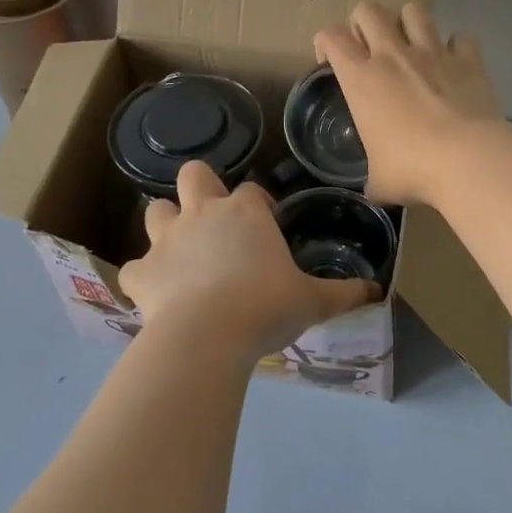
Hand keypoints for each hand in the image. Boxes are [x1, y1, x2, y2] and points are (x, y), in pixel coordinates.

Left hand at [118, 162, 377, 365]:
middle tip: (215, 221)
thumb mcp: (313, 301)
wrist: (207, 336)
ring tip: (182, 253)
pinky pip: (135, 268)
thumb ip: (344, 293)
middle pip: (193, 175)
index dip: (257, 205)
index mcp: (244, 213)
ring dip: (167, 226)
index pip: (250, 191)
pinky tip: (157, 295)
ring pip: (156, 211)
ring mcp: (167, 241)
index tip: (265, 225)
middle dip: (201, 189)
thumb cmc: (266, 307)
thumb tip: (377, 290)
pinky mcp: (141, 273)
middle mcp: (202, 215)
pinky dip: (144, 278)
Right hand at [313, 2, 504, 206]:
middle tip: (369, 47)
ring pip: (414, 11)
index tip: (330, 61)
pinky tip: (455, 64)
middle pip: (369, 9)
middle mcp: (393, 55)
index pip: (331, 37)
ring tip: (412, 45)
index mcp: (361, 79)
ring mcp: (433, 52)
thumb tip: (375, 188)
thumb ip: (373, 175)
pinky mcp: (468, 59)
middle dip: (364, 22)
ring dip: (409, 23)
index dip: (325, 42)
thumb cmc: (412, 169)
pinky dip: (457, 47)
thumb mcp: (379, 180)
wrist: (467, 160)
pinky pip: (461, 37)